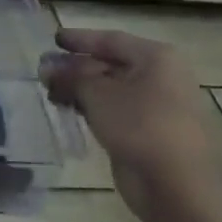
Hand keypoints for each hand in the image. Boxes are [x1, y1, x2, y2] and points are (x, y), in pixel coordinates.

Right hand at [42, 28, 221, 213]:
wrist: (175, 183)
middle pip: (112, 64)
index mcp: (156, 58)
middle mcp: (161, 76)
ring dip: (82, 89)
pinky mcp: (150, 132)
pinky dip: (93, 107)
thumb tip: (46, 67)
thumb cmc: (139, 124)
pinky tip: (71, 111)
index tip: (53, 39)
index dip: (80, 39)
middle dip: (77, 67)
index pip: (111, 40)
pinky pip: (116, 110)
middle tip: (45, 70)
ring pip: (113, 89)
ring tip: (51, 93)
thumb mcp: (97, 94)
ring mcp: (158, 106)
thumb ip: (70, 77)